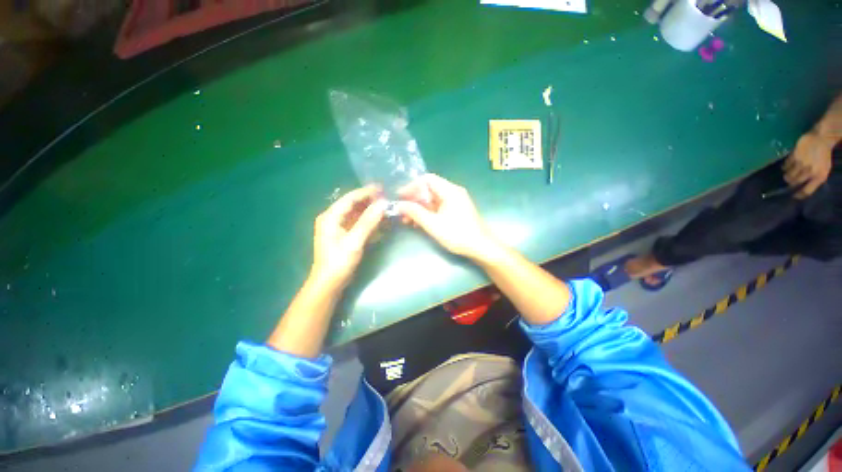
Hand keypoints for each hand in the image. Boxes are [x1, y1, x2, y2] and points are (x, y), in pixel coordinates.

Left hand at [311, 186, 385, 288]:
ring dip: (369, 211)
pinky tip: (378, 222)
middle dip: (369, 201)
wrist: (329, 283)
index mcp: (330, 217)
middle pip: (353, 205)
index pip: (350, 199)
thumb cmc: (339, 262)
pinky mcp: (343, 236)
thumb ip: (368, 222)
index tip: (382, 188)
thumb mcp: (354, 241)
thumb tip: (382, 204)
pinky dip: (367, 222)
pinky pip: (357, 224)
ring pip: (356, 214)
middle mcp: (332, 219)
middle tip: (386, 199)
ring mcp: (337, 228)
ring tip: (385, 208)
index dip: (366, 192)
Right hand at [396, 174, 500, 260]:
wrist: (481, 247)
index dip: (412, 186)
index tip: (400, 197)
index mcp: (450, 191)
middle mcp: (453, 193)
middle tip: (402, 211)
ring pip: (433, 200)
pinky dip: (428, 213)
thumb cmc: (458, 234)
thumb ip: (415, 212)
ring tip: (407, 220)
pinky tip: (419, 223)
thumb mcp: (433, 224)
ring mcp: (455, 202)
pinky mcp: (456, 212)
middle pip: (429, 190)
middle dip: (414, 200)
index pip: (427, 180)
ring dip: (419, 208)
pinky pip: (438, 208)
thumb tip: (400, 205)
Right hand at [783, 131, 834, 198]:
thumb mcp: (823, 169)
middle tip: (789, 183)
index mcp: (819, 176)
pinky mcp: (795, 155)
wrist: (821, 138)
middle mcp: (810, 171)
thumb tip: (803, 186)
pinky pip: (787, 164)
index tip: (794, 196)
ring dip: (787, 176)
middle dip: (791, 183)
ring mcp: (802, 163)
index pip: (807, 191)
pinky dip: (785, 167)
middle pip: (796, 182)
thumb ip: (814, 178)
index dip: (799, 195)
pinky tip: (786, 166)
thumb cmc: (823, 156)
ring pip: (790, 174)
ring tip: (787, 175)